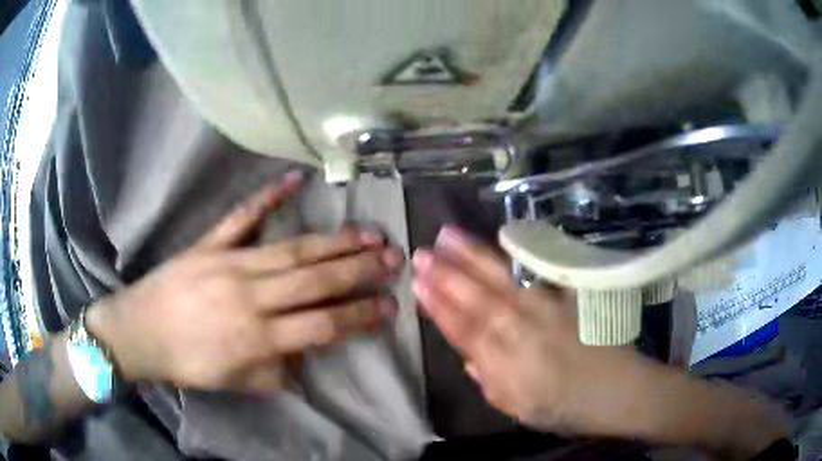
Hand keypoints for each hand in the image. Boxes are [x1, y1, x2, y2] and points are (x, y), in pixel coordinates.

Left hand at [87, 172, 403, 391]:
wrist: (139, 332)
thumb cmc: (187, 363)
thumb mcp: (235, 382)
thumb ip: (276, 371)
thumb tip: (305, 356)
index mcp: (257, 337)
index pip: (321, 325)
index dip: (359, 315)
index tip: (389, 306)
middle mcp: (250, 297)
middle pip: (314, 281)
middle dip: (359, 270)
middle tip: (393, 257)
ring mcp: (229, 263)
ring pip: (291, 250)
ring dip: (333, 241)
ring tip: (369, 232)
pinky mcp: (209, 243)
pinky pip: (241, 217)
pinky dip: (267, 197)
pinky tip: (294, 180)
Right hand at [412, 226, 788, 456]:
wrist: (620, 391)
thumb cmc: (568, 408)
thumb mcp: (521, 410)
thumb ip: (491, 382)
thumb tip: (470, 358)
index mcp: (508, 365)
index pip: (465, 330)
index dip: (438, 306)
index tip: (417, 283)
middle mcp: (524, 332)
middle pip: (479, 300)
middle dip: (446, 274)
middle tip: (421, 251)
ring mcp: (548, 311)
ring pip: (503, 281)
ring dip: (473, 257)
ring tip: (449, 235)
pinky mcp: (569, 299)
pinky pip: (540, 275)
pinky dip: (519, 256)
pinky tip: (504, 240)